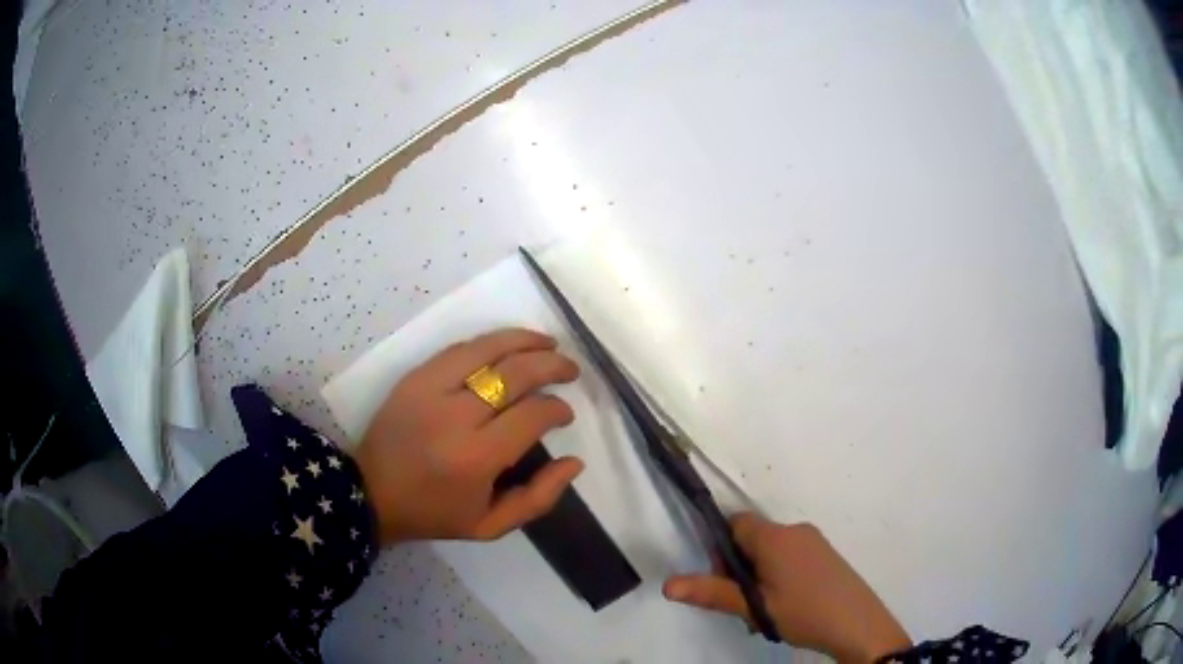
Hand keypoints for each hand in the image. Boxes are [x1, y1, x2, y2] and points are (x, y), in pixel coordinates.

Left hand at [353, 328, 582, 544]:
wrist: (371, 493)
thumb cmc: (434, 514)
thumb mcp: (491, 525)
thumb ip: (539, 498)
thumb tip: (575, 462)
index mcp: (476, 458)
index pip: (532, 415)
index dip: (557, 409)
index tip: (565, 414)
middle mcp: (455, 416)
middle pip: (515, 374)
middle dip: (551, 365)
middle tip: (570, 369)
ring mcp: (430, 390)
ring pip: (487, 349)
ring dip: (524, 341)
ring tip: (548, 342)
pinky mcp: (414, 377)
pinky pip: (459, 349)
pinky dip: (490, 343)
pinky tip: (507, 346)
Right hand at [663, 513, 910, 662]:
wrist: (858, 624)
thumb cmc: (804, 612)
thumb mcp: (754, 607)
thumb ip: (711, 593)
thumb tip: (667, 585)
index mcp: (775, 537)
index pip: (735, 523)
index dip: (720, 549)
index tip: (723, 581)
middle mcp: (795, 530)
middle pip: (753, 539)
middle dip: (739, 570)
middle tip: (743, 605)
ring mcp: (815, 542)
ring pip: (772, 552)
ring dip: (759, 578)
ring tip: (764, 614)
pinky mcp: (826, 555)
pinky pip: (791, 557)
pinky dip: (779, 577)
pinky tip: (785, 608)